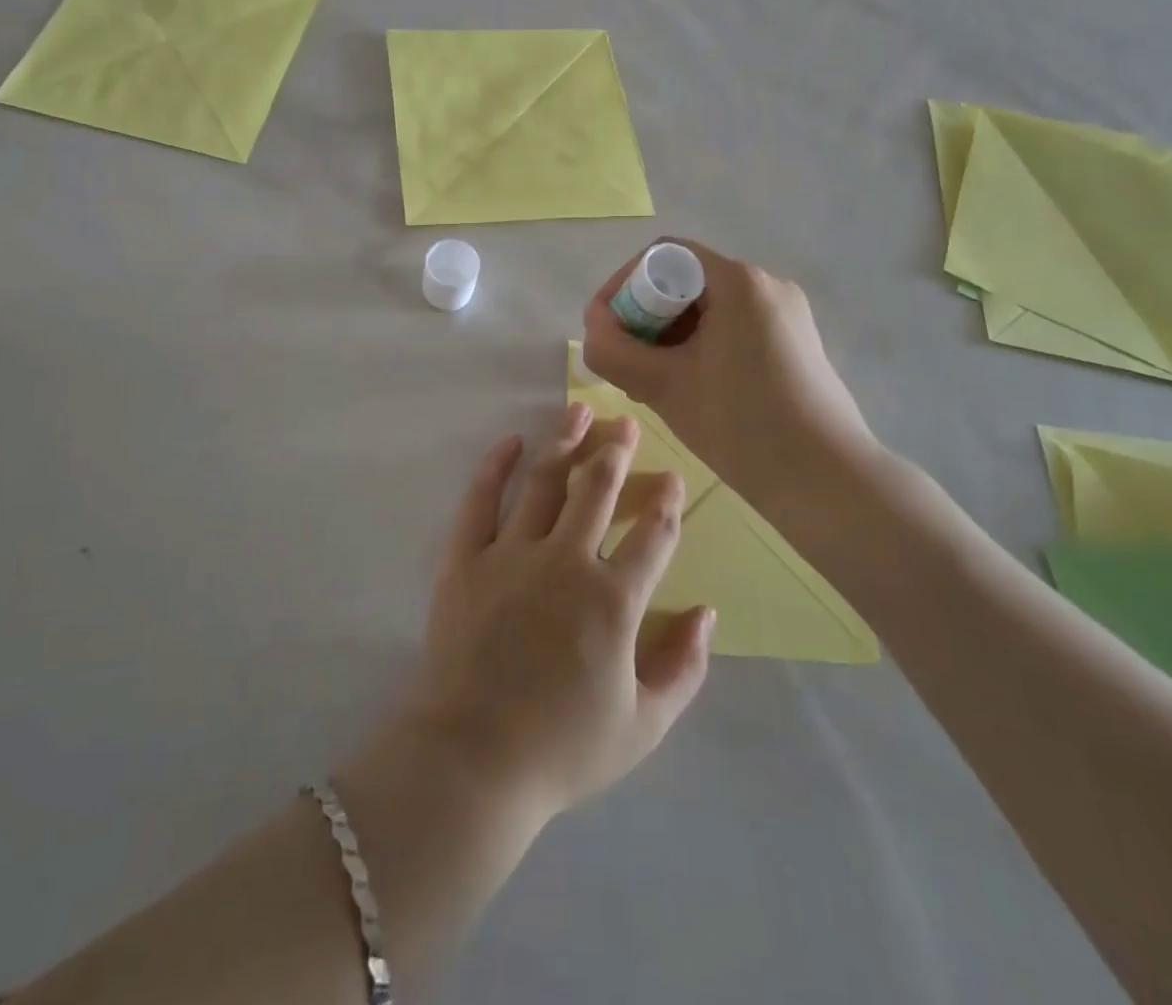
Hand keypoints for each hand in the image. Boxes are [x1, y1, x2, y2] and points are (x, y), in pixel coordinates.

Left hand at [376, 404, 713, 823]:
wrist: (471, 758)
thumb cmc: (562, 748)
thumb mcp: (644, 725)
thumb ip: (683, 666)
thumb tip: (706, 612)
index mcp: (613, 599)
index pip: (652, 535)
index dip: (667, 503)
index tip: (674, 478)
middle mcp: (565, 561)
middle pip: (596, 490)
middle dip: (615, 452)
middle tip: (625, 423)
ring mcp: (511, 554)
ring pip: (543, 482)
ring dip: (563, 443)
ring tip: (578, 412)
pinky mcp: (465, 559)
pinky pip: (479, 500)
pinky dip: (493, 466)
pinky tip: (509, 441)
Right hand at [581, 239, 880, 505]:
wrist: (828, 481)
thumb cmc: (742, 425)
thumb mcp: (664, 387)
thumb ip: (613, 352)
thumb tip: (594, 329)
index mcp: (739, 282)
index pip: (664, 256)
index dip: (623, 285)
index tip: (606, 327)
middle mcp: (767, 285)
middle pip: (685, 282)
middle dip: (644, 317)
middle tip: (625, 362)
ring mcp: (786, 315)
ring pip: (708, 310)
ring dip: (670, 337)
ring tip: (653, 382)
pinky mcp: (795, 344)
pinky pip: (733, 329)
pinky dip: (700, 348)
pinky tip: (690, 388)